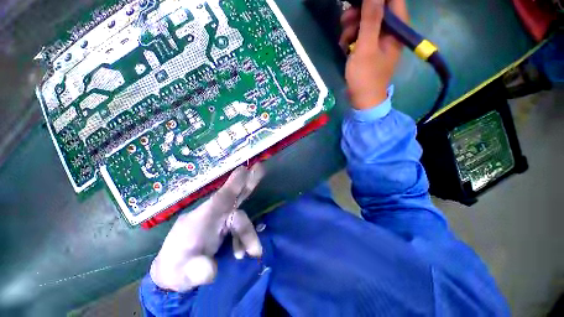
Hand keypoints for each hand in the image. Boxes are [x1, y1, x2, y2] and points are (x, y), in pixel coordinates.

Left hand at [150, 164, 264, 291]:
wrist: (172, 272)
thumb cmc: (176, 268)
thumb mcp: (181, 273)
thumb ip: (196, 270)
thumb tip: (211, 271)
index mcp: (202, 218)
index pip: (221, 198)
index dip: (234, 184)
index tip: (244, 170)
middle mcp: (214, 214)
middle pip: (234, 195)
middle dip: (248, 182)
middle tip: (261, 168)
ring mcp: (221, 219)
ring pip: (240, 213)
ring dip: (248, 232)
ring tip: (254, 253)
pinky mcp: (225, 226)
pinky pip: (240, 225)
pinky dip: (245, 238)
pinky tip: (243, 253)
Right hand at [340, 0, 408, 109]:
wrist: (363, 100)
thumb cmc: (365, 76)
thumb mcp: (366, 47)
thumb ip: (370, 18)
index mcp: (396, 27)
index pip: (392, 0)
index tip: (357, 2)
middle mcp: (391, 30)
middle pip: (377, 8)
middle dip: (359, 12)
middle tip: (344, 20)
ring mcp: (380, 40)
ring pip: (367, 21)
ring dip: (352, 27)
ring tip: (343, 40)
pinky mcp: (370, 48)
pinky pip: (362, 35)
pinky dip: (352, 38)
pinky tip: (345, 46)